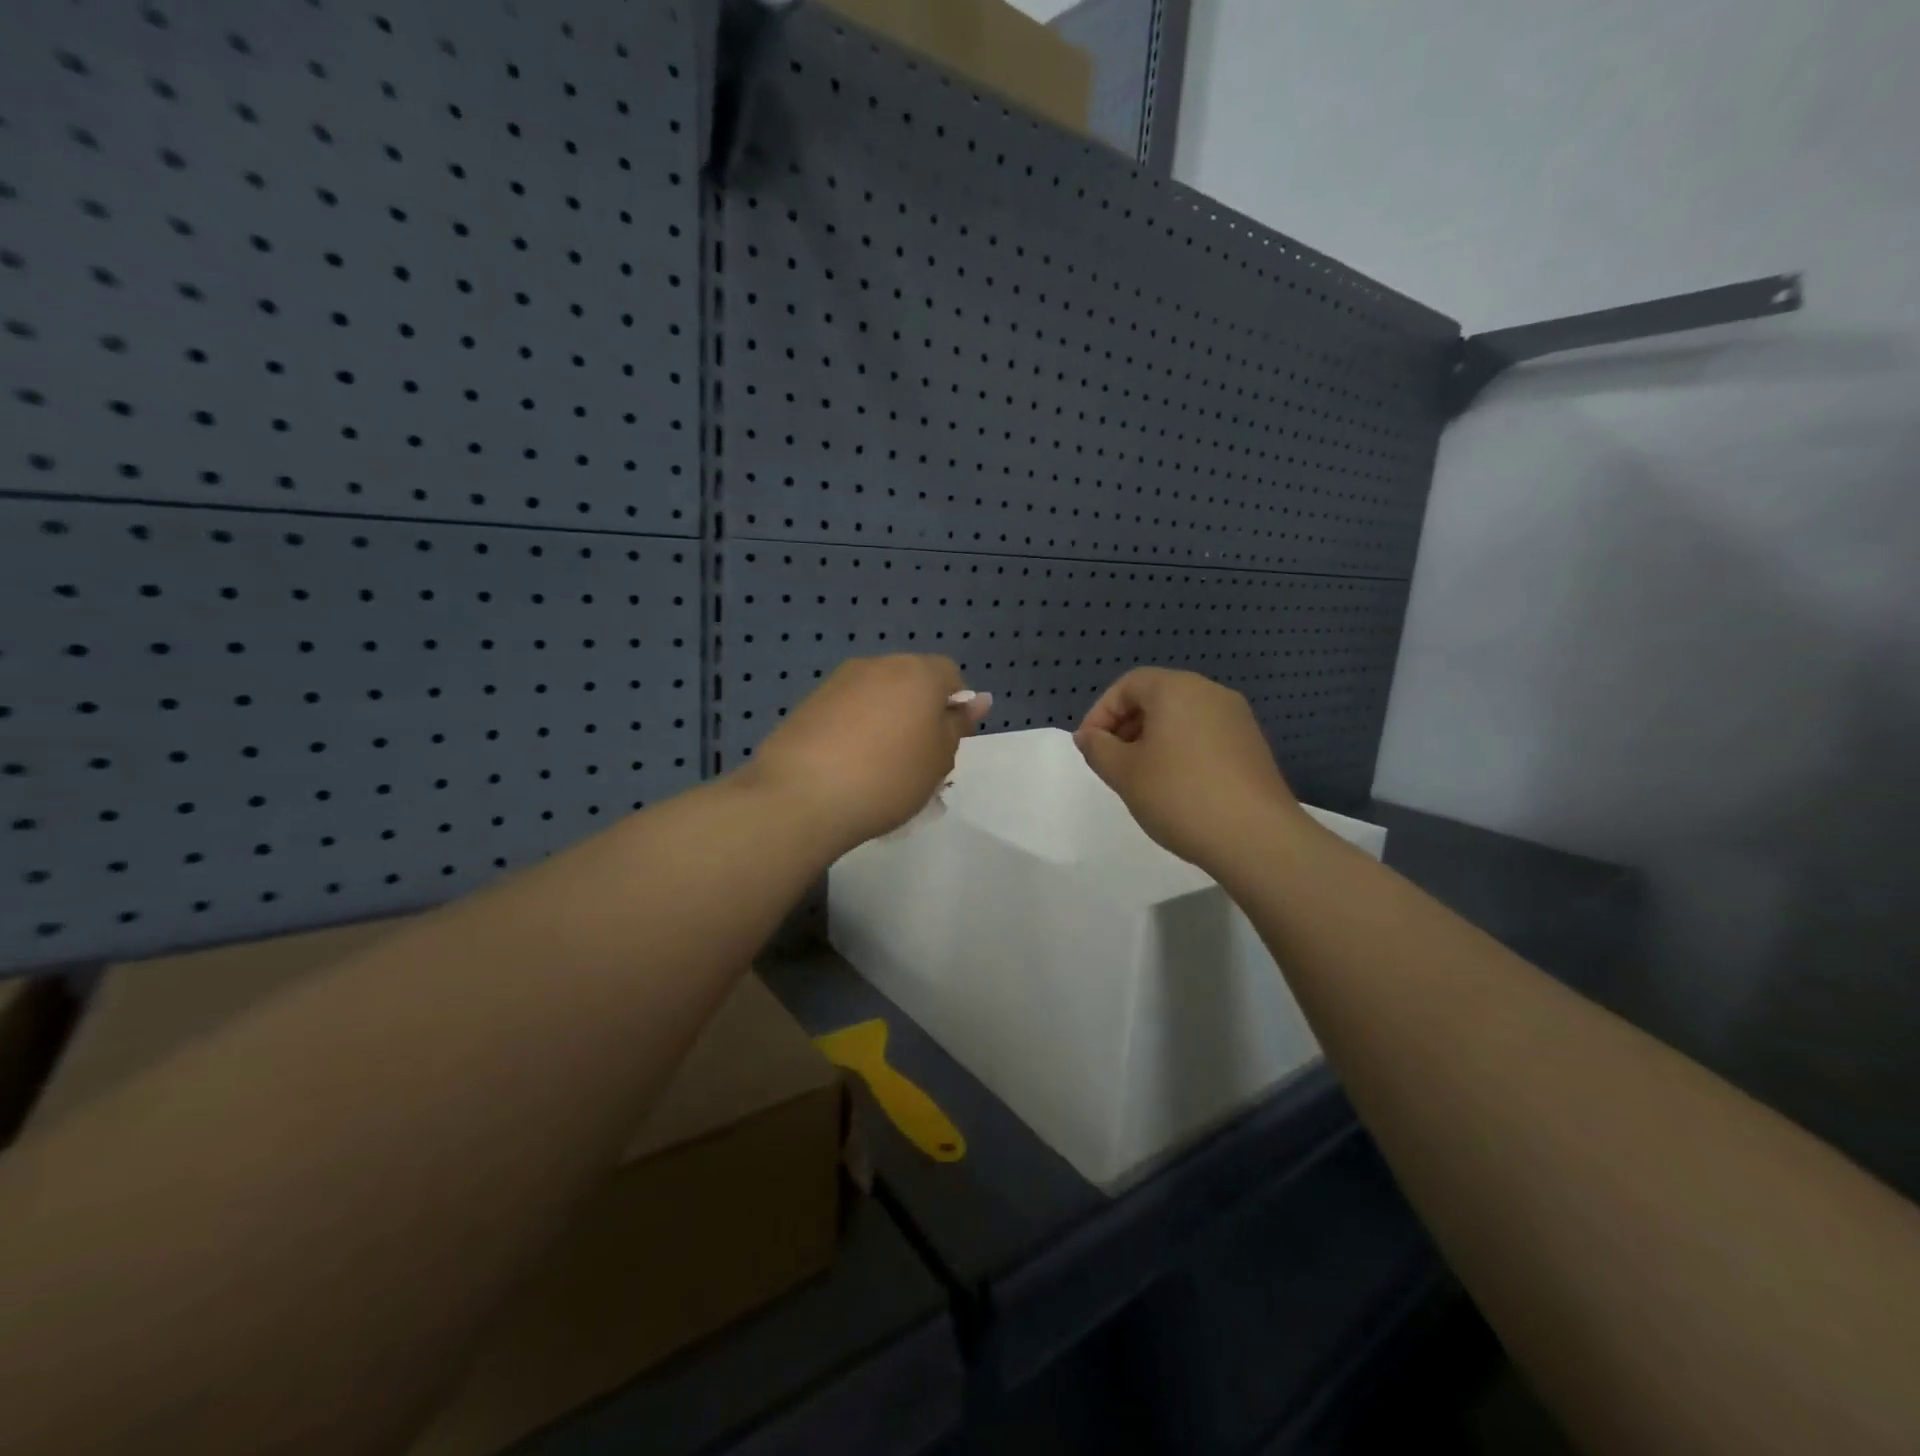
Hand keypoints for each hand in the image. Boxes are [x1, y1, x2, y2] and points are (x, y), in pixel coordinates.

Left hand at [742, 656, 993, 854]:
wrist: (803, 795)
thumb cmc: (889, 777)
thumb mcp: (939, 759)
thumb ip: (957, 725)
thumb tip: (977, 699)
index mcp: (918, 673)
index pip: (950, 674)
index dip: (954, 705)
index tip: (946, 743)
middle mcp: (879, 665)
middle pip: (911, 680)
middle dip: (918, 711)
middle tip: (916, 758)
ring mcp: (839, 682)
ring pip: (877, 695)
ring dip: (885, 720)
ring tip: (878, 767)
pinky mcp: (808, 703)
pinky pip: (846, 710)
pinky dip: (854, 730)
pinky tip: (847, 766)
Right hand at [1074, 668, 1303, 871]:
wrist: (1256, 837)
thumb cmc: (1179, 795)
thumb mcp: (1124, 773)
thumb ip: (1098, 748)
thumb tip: (1088, 736)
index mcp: (1177, 689)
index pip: (1128, 685)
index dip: (1101, 713)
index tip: (1089, 748)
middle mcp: (1210, 693)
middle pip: (1156, 697)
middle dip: (1126, 726)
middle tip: (1111, 763)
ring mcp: (1237, 719)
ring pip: (1181, 718)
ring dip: (1153, 740)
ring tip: (1141, 779)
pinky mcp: (1252, 746)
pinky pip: (1204, 736)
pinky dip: (1181, 751)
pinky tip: (1176, 788)